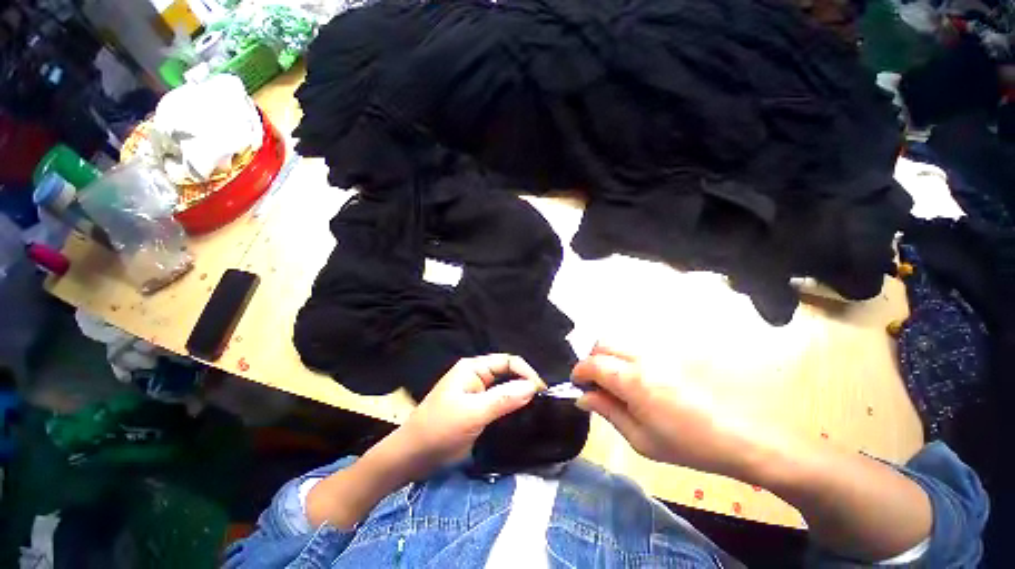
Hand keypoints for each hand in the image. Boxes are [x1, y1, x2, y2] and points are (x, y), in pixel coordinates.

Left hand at [388, 354, 546, 478]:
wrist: (411, 458)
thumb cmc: (439, 430)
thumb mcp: (473, 414)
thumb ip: (503, 399)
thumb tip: (533, 387)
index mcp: (473, 368)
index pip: (507, 361)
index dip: (526, 373)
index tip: (541, 392)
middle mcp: (476, 376)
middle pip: (507, 373)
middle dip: (524, 384)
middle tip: (542, 403)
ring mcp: (475, 393)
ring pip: (504, 389)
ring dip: (519, 396)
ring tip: (537, 410)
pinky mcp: (476, 409)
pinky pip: (498, 403)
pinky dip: (511, 408)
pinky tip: (521, 418)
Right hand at [572, 344, 752, 477]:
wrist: (737, 437)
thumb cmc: (686, 445)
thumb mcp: (640, 439)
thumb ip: (607, 412)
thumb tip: (583, 397)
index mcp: (632, 380)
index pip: (593, 363)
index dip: (579, 371)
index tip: (577, 384)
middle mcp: (642, 358)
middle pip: (603, 344)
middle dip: (592, 360)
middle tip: (596, 383)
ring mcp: (659, 353)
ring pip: (621, 343)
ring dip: (610, 358)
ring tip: (618, 383)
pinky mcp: (672, 353)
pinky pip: (639, 348)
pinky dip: (628, 358)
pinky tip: (640, 380)